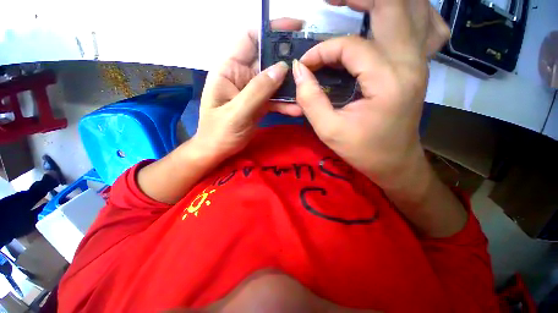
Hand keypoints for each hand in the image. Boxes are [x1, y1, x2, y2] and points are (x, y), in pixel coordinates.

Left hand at [193, 18, 303, 162]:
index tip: (294, 28)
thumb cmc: (219, 132)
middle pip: (267, 59)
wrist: (218, 150)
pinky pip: (275, 99)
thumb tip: (282, 68)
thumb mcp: (237, 112)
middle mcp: (242, 75)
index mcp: (228, 69)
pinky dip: (285, 103)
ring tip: (306, 91)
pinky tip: (296, 110)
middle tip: (309, 63)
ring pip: (274, 81)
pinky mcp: (259, 104)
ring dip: (290, 87)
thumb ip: (258, 90)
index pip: (249, 37)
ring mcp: (252, 91)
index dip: (270, 29)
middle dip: (287, 59)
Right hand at [293, 0, 449, 190]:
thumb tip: (298, 71)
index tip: (305, 66)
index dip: (322, 51)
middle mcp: (410, 63)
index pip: (351, 46)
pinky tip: (388, 20)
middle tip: (331, 2)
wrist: (395, 162)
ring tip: (354, 4)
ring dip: (382, 3)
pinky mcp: (418, 66)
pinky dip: (408, 14)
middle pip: (393, 6)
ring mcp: (419, 62)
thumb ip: (311, 100)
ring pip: (413, 10)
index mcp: (388, 81)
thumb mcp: (329, 130)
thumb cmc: (363, 151)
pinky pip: (424, 26)